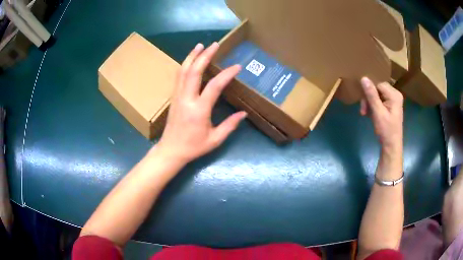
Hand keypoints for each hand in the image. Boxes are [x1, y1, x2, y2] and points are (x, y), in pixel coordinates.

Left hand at [156, 42, 246, 164]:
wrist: (171, 150)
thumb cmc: (193, 147)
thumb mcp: (215, 140)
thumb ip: (230, 125)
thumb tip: (244, 113)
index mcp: (199, 110)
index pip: (214, 86)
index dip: (226, 74)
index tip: (237, 67)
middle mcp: (187, 99)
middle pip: (194, 71)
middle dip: (205, 56)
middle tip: (214, 45)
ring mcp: (178, 96)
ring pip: (183, 71)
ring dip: (192, 56)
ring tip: (200, 45)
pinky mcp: (174, 97)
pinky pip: (179, 76)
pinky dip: (185, 65)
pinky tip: (190, 59)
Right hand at [360, 77, 402, 151]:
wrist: (391, 146)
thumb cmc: (386, 130)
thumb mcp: (378, 112)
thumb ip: (371, 95)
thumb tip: (363, 78)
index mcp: (394, 95)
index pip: (378, 85)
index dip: (369, 93)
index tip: (364, 105)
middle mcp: (395, 95)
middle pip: (377, 89)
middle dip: (369, 99)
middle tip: (363, 111)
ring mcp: (393, 101)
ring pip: (377, 95)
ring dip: (369, 104)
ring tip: (365, 114)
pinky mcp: (390, 107)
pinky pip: (379, 101)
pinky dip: (373, 107)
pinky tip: (370, 114)